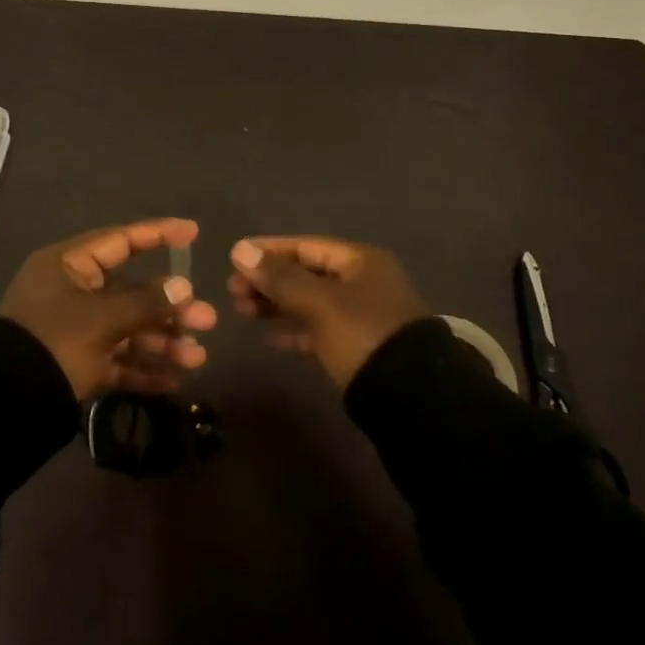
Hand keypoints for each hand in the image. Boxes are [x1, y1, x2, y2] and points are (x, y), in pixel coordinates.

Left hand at [0, 218, 215, 399]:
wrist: (5, 405)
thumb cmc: (54, 343)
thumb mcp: (102, 320)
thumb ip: (146, 303)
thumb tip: (183, 287)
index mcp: (68, 266)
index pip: (120, 241)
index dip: (157, 235)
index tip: (193, 233)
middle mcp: (72, 292)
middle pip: (131, 292)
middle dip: (170, 309)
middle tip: (207, 321)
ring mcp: (75, 330)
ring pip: (128, 329)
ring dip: (162, 342)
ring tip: (196, 359)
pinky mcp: (77, 365)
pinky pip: (116, 361)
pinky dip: (142, 369)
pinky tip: (173, 381)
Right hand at [227, 236, 429, 387]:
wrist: (412, 398)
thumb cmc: (363, 335)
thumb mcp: (319, 303)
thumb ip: (279, 277)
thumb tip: (239, 250)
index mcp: (360, 262)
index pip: (305, 246)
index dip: (268, 250)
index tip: (234, 257)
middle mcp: (362, 282)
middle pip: (306, 273)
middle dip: (268, 280)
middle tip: (232, 290)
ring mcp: (361, 316)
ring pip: (310, 301)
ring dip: (275, 304)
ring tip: (240, 310)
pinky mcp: (357, 347)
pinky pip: (318, 330)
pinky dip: (293, 330)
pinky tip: (267, 338)